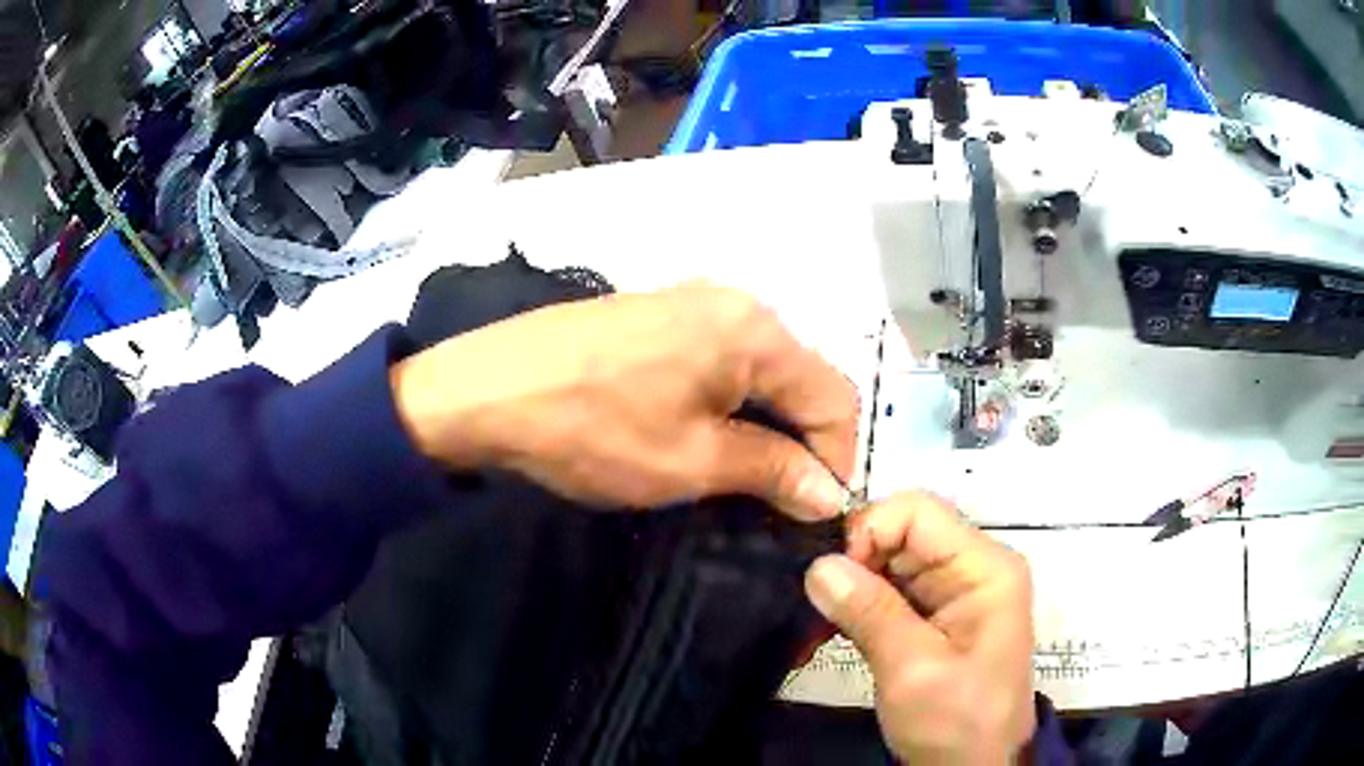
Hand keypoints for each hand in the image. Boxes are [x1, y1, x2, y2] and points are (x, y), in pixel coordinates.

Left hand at [390, 282, 857, 520]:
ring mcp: (692, 303)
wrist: (484, 390)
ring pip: (760, 372)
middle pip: (800, 379)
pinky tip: (705, 436)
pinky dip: (729, 404)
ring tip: (744, 477)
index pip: (834, 396)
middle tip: (781, 502)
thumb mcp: (692, 460)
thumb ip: (773, 470)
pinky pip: (720, 361)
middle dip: (802, 443)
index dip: (837, 458)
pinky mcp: (657, 316)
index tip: (818, 511)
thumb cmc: (594, 428)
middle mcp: (735, 302)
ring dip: (765, 426)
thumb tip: (827, 493)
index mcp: (756, 329)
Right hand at [804, 492, 1035, 763]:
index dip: (868, 532)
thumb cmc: (958, 723)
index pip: (918, 511)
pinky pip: (886, 594)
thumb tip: (818, 564)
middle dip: (852, 564)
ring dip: (847, 590)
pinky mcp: (932, 618)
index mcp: (984, 567)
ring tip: (812, 626)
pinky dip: (854, 609)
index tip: (830, 578)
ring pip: (886, 563)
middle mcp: (970, 568)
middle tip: (812, 608)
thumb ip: (871, 613)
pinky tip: (826, 633)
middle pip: (900, 533)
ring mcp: (951, 593)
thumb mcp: (914, 672)